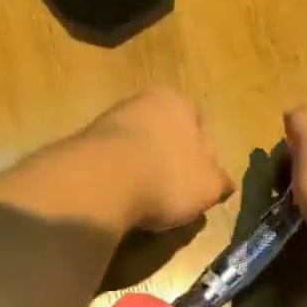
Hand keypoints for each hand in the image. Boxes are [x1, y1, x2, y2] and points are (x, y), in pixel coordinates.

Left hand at [85, 90, 234, 232]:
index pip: (200, 126)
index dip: (205, 159)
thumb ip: (220, 182)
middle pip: (166, 137)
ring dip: (144, 174)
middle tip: (177, 197)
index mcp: (176, 101)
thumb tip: (224, 183)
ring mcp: (107, 122)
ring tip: (148, 205)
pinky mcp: (83, 147)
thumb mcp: (209, 186)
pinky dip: (120, 182)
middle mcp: (140, 102)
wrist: (101, 183)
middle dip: (172, 164)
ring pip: (137, 151)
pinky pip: (113, 166)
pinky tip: (123, 202)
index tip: (203, 185)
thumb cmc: (167, 177)